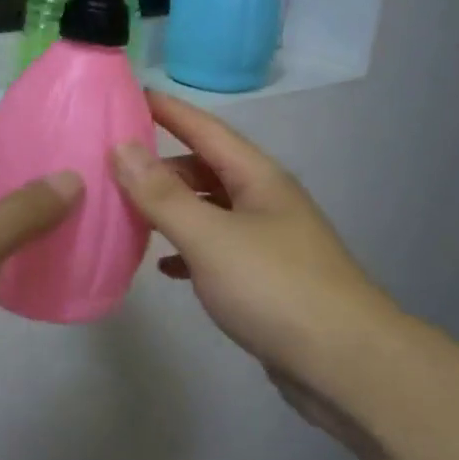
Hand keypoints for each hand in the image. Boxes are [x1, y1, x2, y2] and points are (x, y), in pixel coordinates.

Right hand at [110, 91, 397, 403]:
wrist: (345, 364)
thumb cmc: (275, 288)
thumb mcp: (210, 237)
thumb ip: (163, 194)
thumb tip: (123, 147)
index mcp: (259, 179)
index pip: (206, 129)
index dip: (168, 110)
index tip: (129, 94)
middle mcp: (266, 201)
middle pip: (207, 168)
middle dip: (162, 164)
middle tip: (113, 166)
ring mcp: (269, 241)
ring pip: (210, 210)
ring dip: (172, 208)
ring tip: (128, 212)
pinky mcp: (266, 280)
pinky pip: (217, 250)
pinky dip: (188, 250)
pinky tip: (165, 266)